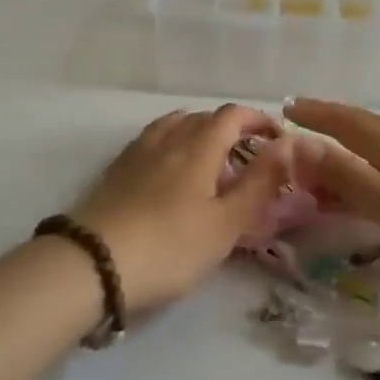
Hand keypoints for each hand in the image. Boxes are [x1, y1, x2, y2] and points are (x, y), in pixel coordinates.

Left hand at [73, 105, 288, 311]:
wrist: (93, 263)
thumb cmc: (170, 246)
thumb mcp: (226, 223)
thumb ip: (259, 183)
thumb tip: (286, 144)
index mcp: (199, 147)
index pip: (233, 115)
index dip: (257, 119)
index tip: (276, 138)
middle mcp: (169, 139)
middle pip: (204, 118)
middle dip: (231, 128)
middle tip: (247, 157)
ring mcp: (138, 152)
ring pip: (174, 125)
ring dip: (198, 132)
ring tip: (209, 157)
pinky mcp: (116, 170)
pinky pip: (151, 140)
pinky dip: (171, 142)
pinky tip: (168, 168)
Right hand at [284, 99, 379, 290]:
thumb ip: (349, 177)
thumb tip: (301, 143)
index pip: (348, 123)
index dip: (317, 114)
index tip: (287, 106)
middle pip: (364, 131)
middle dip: (330, 126)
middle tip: (299, 127)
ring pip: (379, 153)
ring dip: (348, 152)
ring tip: (323, 162)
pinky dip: (370, 175)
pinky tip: (372, 192)